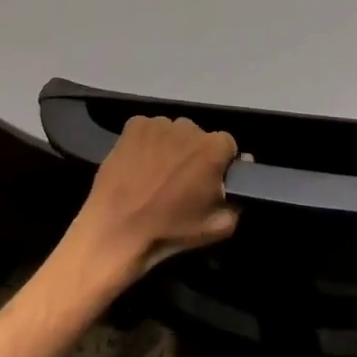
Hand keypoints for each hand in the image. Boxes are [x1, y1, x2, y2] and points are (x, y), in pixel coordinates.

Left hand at [60, 116, 239, 291]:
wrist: (116, 231)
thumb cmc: (170, 231)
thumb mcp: (218, 228)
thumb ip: (238, 202)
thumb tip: (240, 180)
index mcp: (213, 149)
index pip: (227, 145)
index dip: (219, 163)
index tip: (209, 181)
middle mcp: (188, 128)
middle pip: (198, 136)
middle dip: (194, 154)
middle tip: (181, 180)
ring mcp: (158, 124)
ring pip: (173, 132)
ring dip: (171, 147)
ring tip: (157, 173)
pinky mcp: (133, 126)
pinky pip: (148, 129)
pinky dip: (147, 142)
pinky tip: (139, 164)